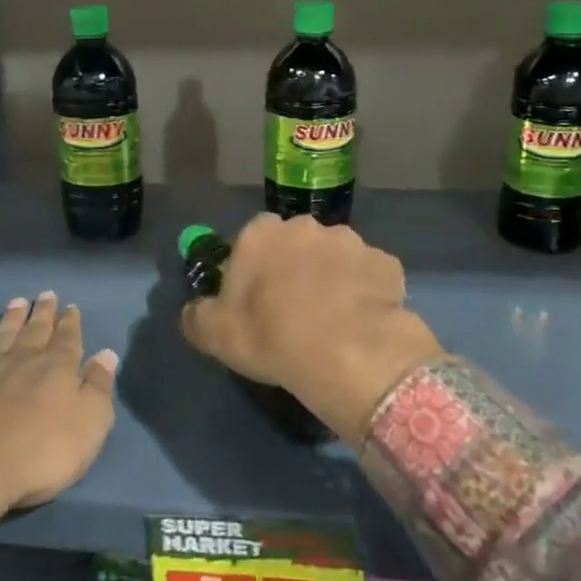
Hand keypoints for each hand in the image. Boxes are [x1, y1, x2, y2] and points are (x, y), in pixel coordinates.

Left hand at [0, 292, 117, 524]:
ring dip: (10, 318)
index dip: (71, 323)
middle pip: (35, 330)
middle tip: (46, 295)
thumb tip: (107, 354)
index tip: (71, 307)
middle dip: (43, 313)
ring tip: (16, 302)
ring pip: (1, 334)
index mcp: (56, 368)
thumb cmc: (40, 454)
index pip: (68, 339)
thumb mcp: (88, 425)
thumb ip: (98, 387)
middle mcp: (21, 359)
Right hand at [182, 215, 441, 444]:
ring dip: (332, 277)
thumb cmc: (272, 337)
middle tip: (294, 309)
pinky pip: (369, 276)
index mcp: (261, 234)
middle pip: (295, 243)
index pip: (251, 240)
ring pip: (334, 256)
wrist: (348, 355)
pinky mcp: (386, 263)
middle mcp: (305, 226)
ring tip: (333, 319)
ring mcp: (351, 241)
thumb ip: (197, 315)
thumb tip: (194, 310)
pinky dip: (365, 292)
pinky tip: (362, 322)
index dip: (253, 269)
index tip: (255, 299)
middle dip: (295, 266)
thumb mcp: (215, 335)